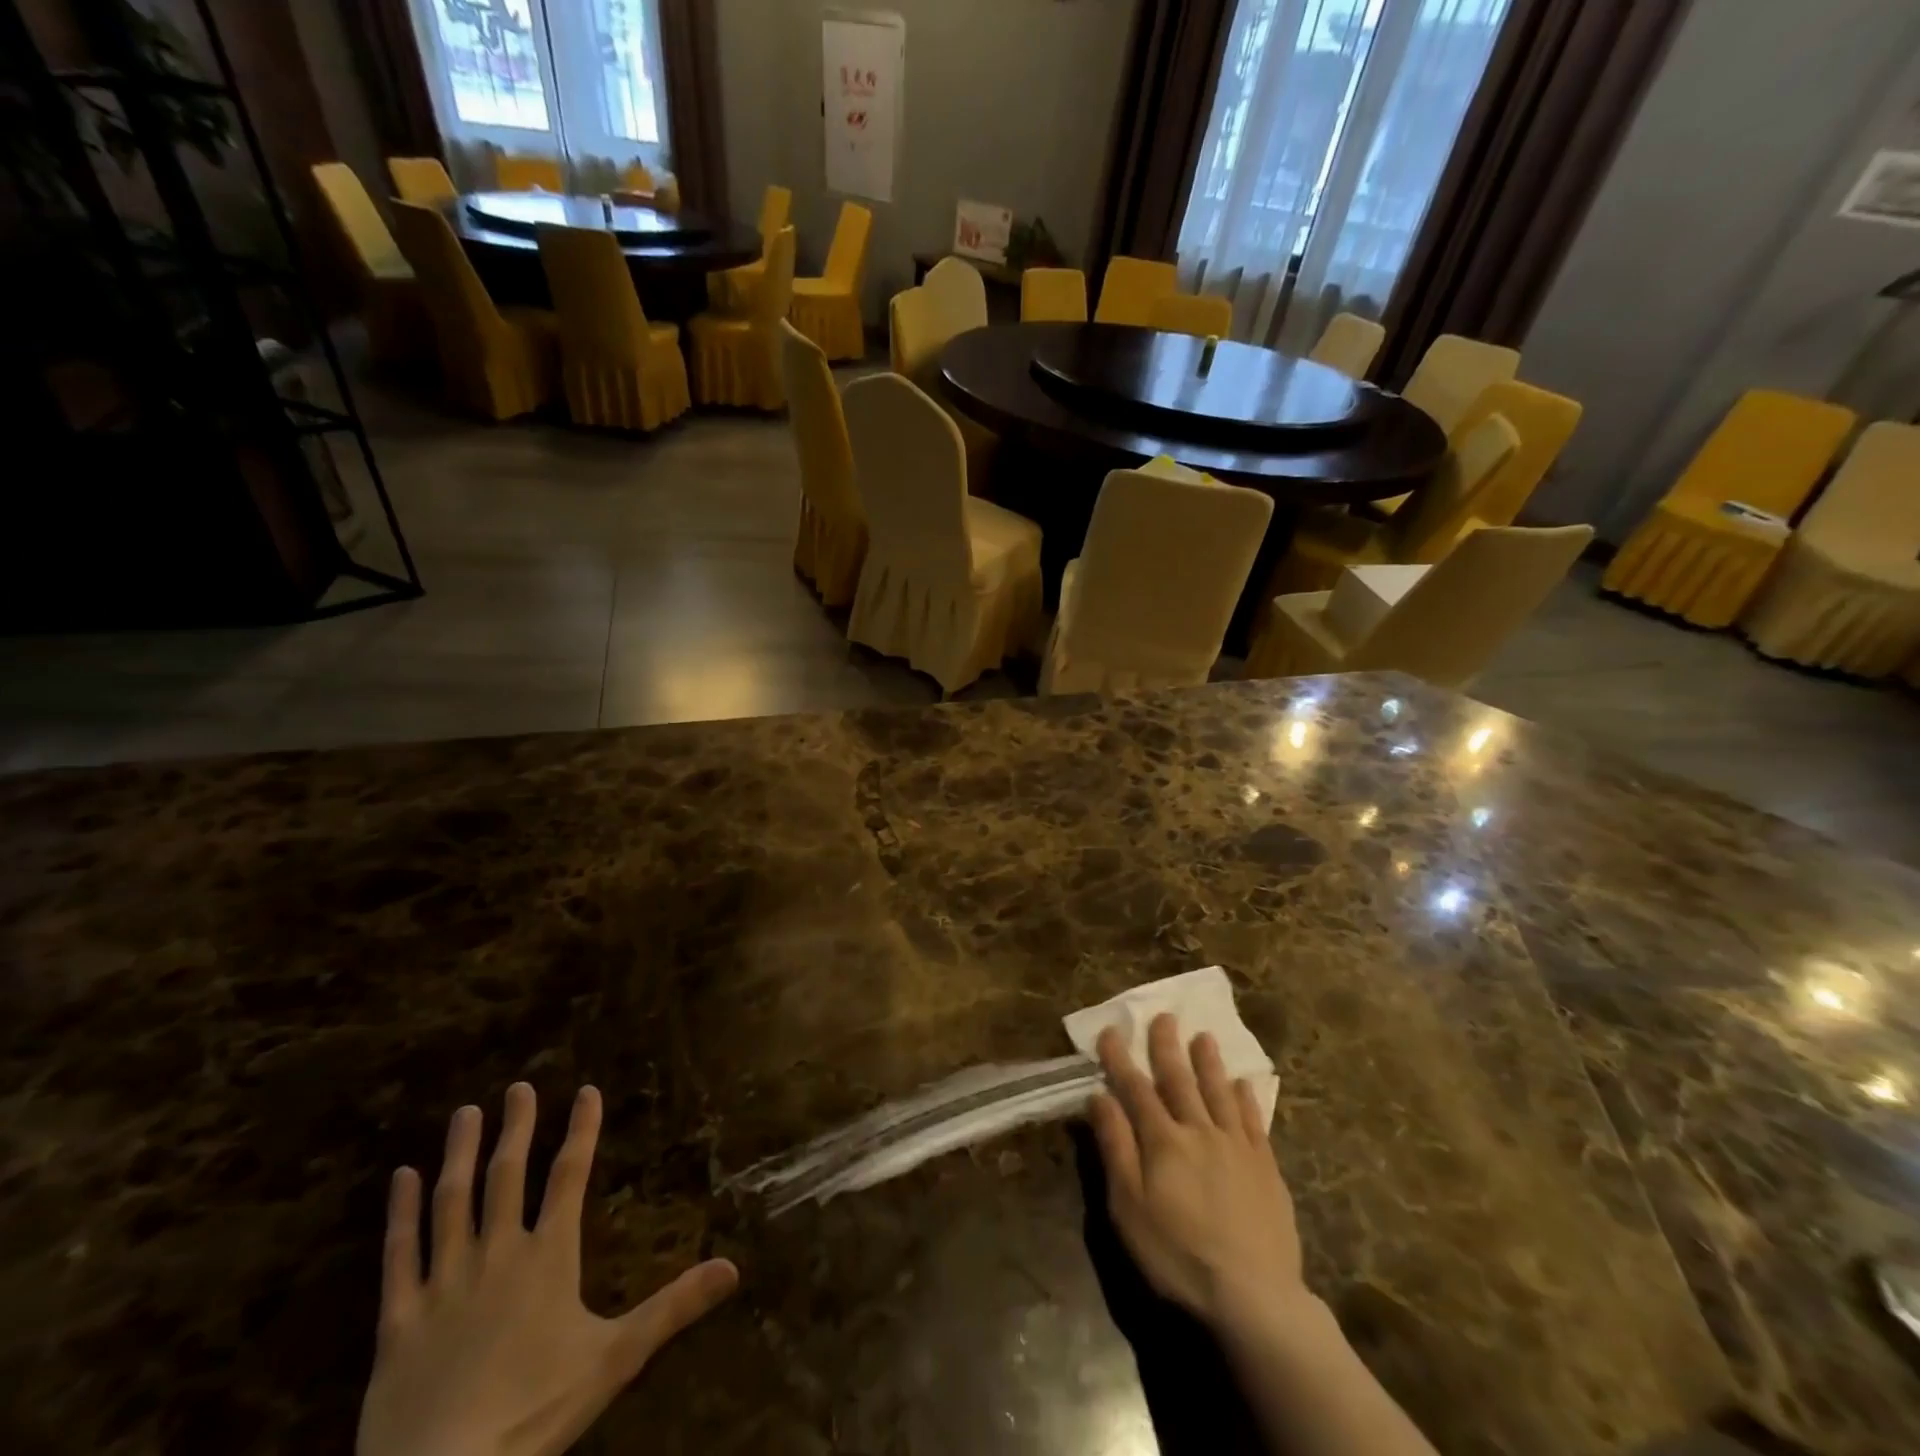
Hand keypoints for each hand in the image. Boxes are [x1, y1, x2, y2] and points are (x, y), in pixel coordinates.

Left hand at [356, 1084, 738, 1455]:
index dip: (582, 1130)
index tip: (587, 1090)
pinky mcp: (398, 1320)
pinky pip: (398, 1255)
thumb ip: (673, 1307)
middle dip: (517, 1128)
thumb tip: (734, 1268)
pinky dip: (399, 1213)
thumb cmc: (534, 1413)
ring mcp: (443, 1283)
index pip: (570, 1177)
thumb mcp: (616, 1359)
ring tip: (466, 1112)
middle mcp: (496, 1254)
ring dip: (460, 1154)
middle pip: (508, 1176)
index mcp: (548, 1257)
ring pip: (452, 1202)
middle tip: (519, 1087)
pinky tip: (401, 1178)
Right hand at [1087, 1013, 1310, 1342]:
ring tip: (1204, 1036)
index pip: (1135, 1089)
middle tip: (1163, 1016)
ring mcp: (1237, 1147)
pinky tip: (1243, 1084)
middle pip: (1180, 1080)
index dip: (1120, 1060)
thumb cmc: (1177, 1254)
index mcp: (1162, 1140)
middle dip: (1167, 1047)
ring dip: (1209, 1062)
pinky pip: (1254, 1121)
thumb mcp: (1128, 1206)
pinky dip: (1246, 1099)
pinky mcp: (1266, 1168)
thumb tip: (1099, 1096)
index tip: (1110, 1031)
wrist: (1253, 1296)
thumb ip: (1115, 1146)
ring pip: (1219, 1092)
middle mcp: (1199, 1131)